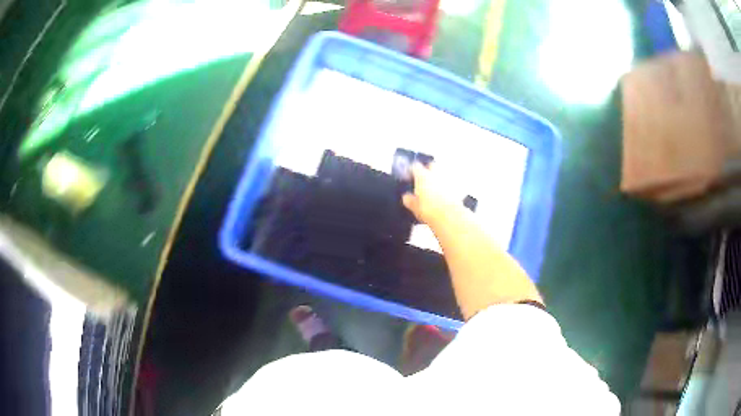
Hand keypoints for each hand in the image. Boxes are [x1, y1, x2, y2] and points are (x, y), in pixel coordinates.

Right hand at [402, 163, 461, 225]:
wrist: (450, 217)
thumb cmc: (430, 209)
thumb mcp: (414, 206)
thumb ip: (409, 199)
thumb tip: (407, 197)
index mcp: (423, 176)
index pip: (415, 166)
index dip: (411, 170)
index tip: (410, 174)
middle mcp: (436, 174)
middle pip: (432, 165)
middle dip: (428, 169)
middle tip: (423, 178)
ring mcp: (448, 180)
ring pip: (442, 173)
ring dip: (438, 178)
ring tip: (434, 188)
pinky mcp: (457, 188)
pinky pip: (451, 184)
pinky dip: (447, 187)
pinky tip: (444, 195)